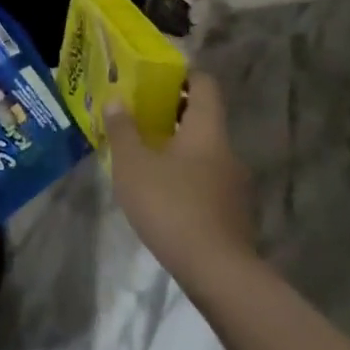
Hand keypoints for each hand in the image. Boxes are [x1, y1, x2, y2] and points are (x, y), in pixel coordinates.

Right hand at [105, 73, 254, 284]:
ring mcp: (234, 183)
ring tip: (147, 157)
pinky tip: (164, 195)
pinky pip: (208, 180)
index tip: (156, 79)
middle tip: (141, 116)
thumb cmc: (173, 206)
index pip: (204, 83)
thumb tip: (115, 100)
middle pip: (203, 117)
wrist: (218, 274)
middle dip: (173, 113)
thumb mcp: (134, 166)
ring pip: (205, 151)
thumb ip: (123, 130)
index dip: (183, 75)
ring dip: (179, 148)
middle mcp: (226, 149)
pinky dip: (188, 178)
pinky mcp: (233, 213)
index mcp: (207, 128)